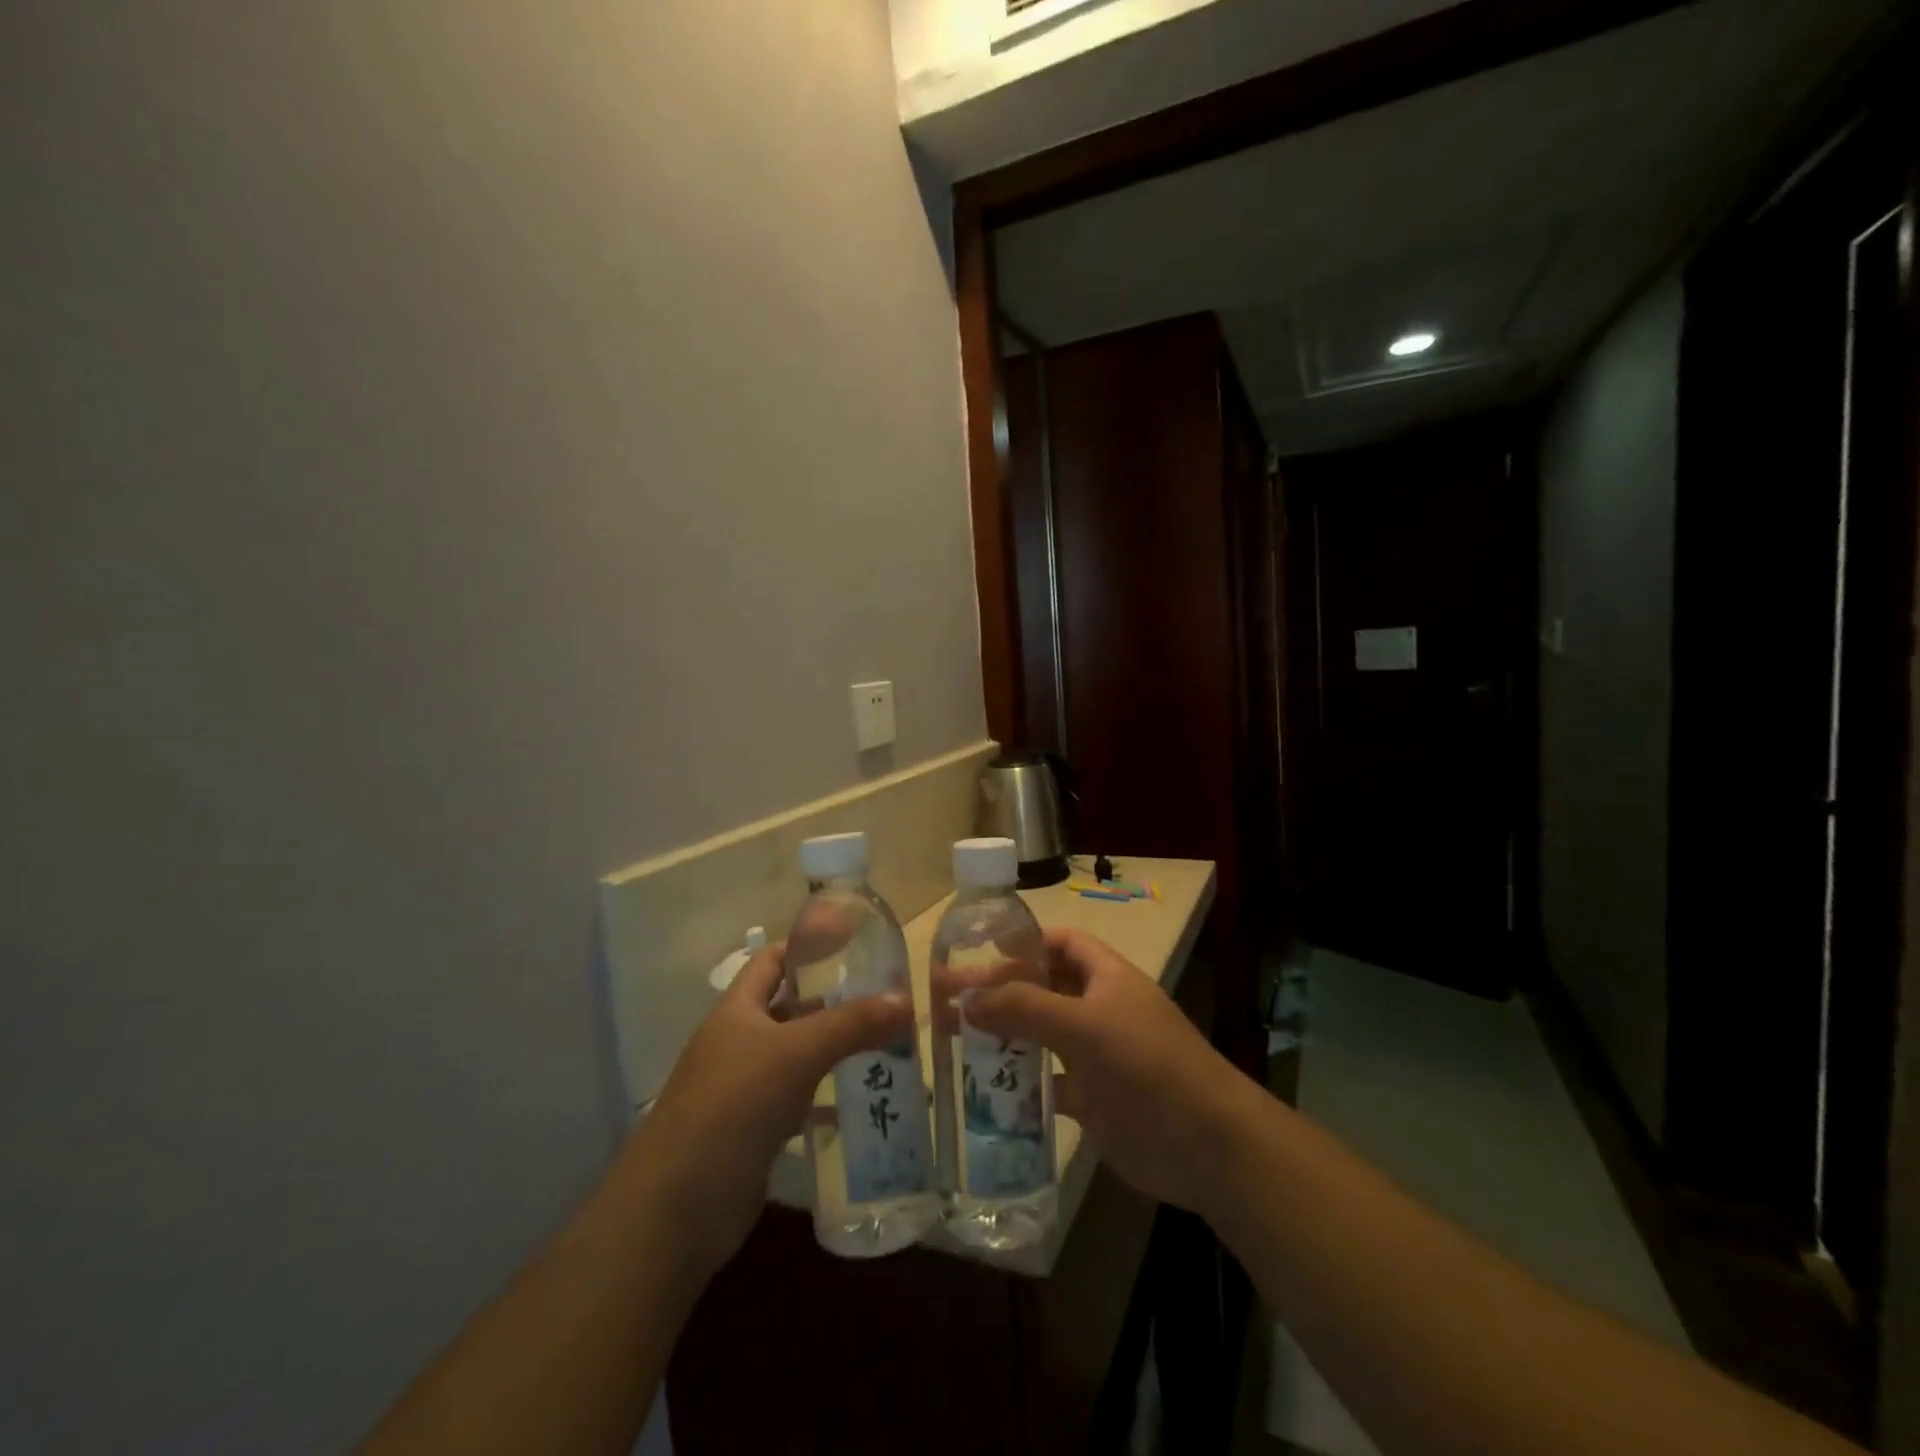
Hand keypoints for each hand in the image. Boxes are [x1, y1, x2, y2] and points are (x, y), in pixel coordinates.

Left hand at [621, 944, 911, 1282]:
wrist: (678, 1206)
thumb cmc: (734, 1104)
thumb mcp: (797, 1052)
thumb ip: (852, 1024)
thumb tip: (906, 999)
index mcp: (737, 1010)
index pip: (773, 960)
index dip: (809, 948)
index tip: (856, 947)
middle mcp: (738, 1042)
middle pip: (790, 1008)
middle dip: (834, 1003)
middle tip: (885, 1000)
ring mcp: (744, 1089)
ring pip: (797, 1057)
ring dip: (835, 1052)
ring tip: (887, 1046)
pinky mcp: (754, 1131)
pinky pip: (798, 1102)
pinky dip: (827, 1100)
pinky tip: (863, 1103)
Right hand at [964, 927, 1258, 1214]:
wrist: (1205, 1145)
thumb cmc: (1146, 1065)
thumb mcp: (1084, 1026)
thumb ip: (1025, 1007)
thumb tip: (966, 999)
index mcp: (1105, 976)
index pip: (1059, 943)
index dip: (1022, 943)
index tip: (976, 952)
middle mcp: (1099, 1008)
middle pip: (1040, 987)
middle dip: (997, 990)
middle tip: (944, 998)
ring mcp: (1095, 1054)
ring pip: (1039, 1034)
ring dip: (1002, 1034)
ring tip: (951, 1037)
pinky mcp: (1091, 1097)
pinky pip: (1046, 1080)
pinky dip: (1018, 1081)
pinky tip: (983, 1086)